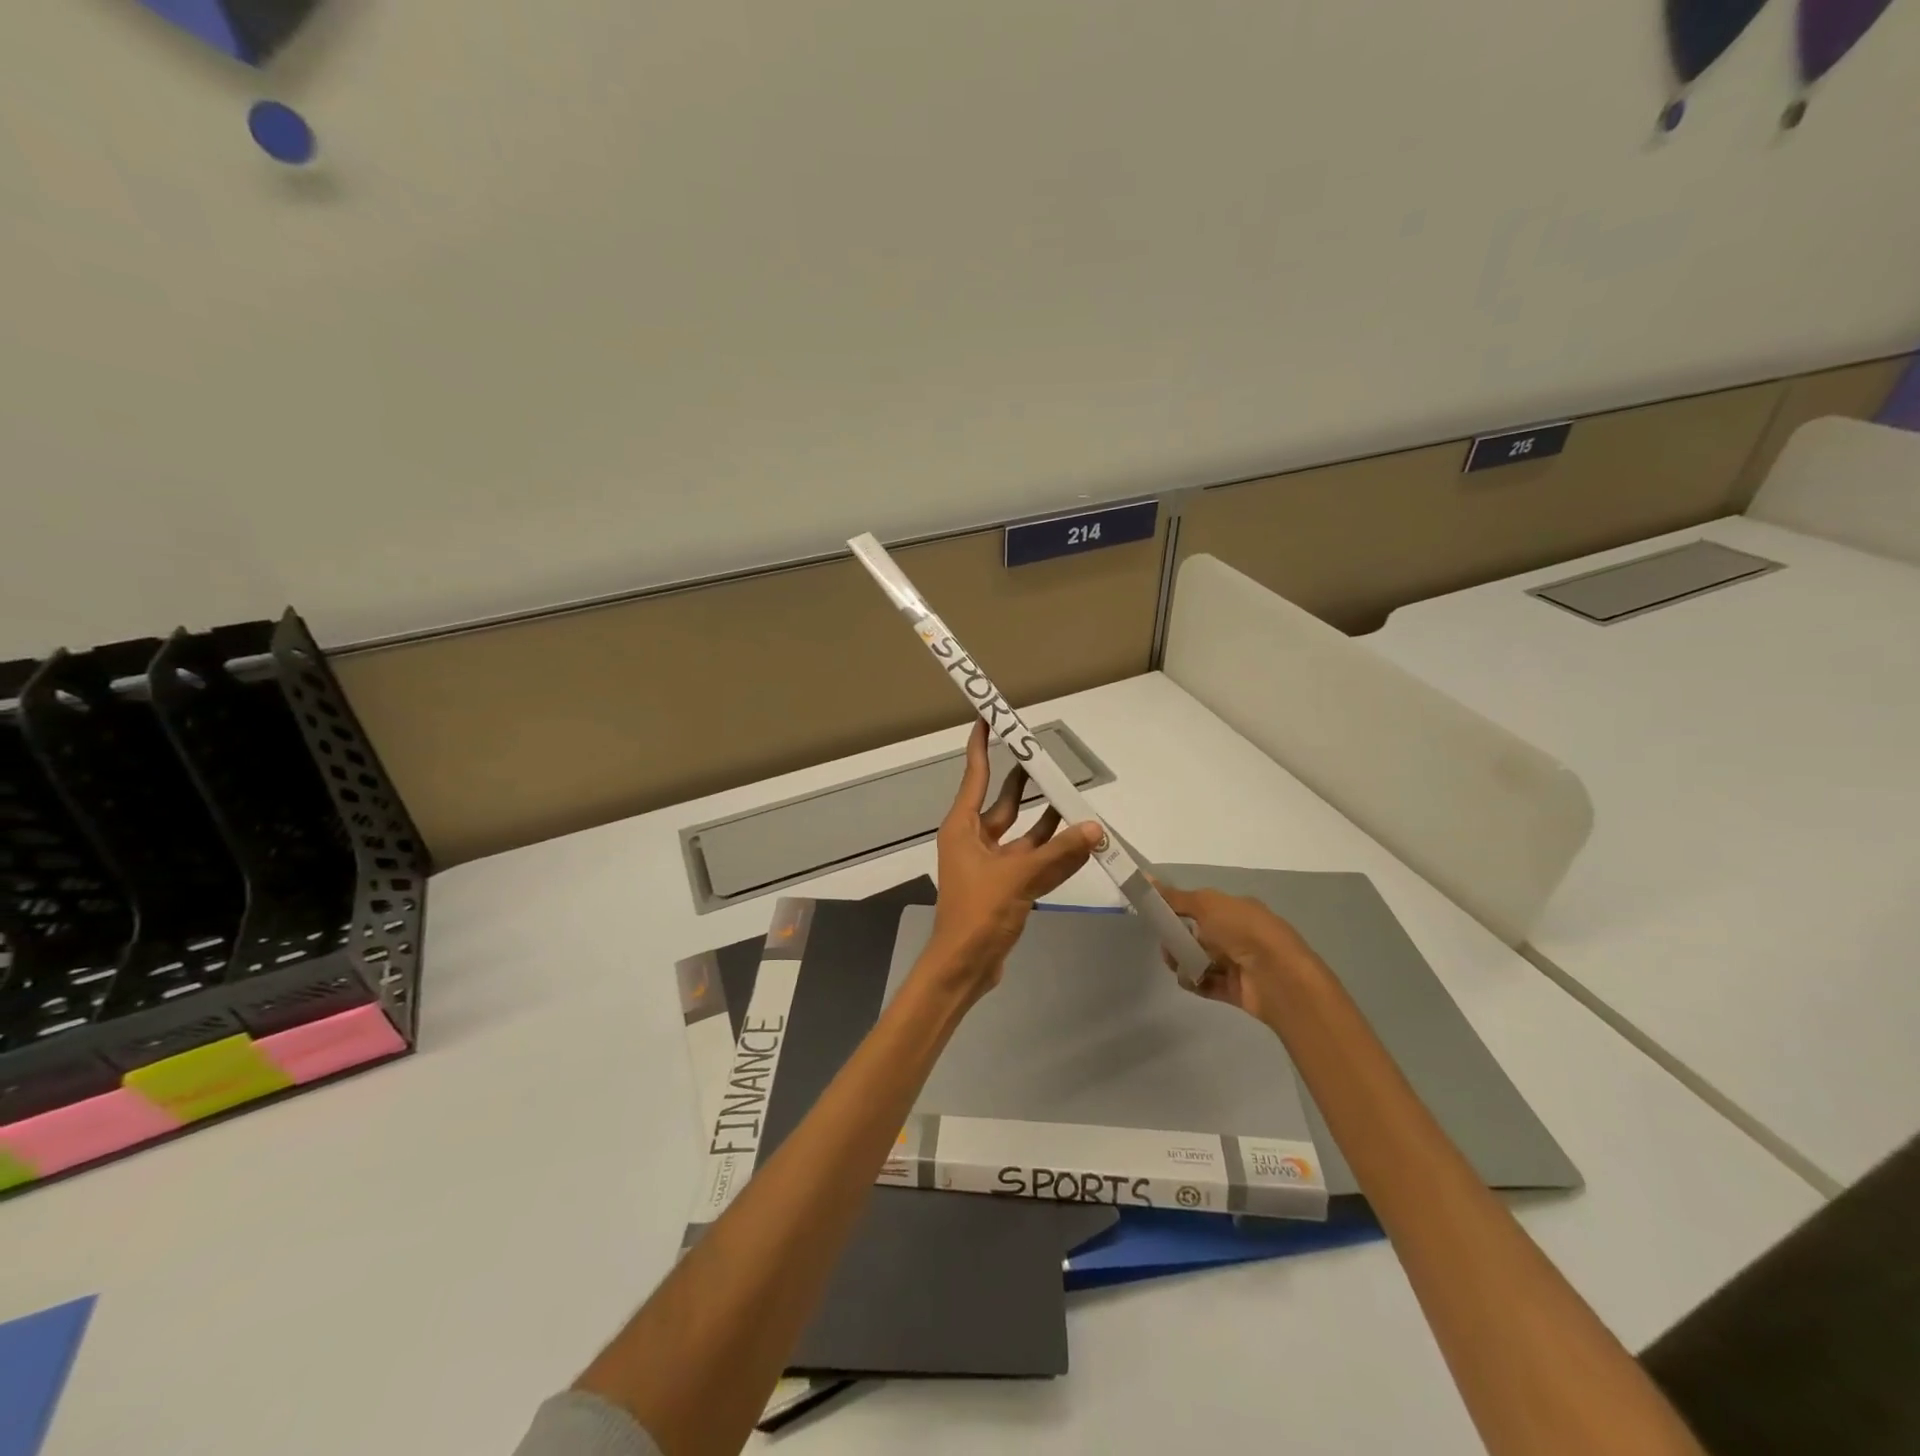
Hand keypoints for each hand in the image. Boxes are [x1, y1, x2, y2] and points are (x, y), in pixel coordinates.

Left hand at [921, 722, 1102, 1000]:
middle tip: (1046, 755)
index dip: (982, 746)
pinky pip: (1034, 860)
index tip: (988, 719)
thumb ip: (1058, 853)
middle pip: (1004, 801)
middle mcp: (976, 840)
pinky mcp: (1006, 886)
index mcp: (964, 828)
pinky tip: (1079, 839)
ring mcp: (992, 864)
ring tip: (1073, 795)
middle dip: (1024, 780)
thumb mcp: (1018, 877)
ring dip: (1047, 818)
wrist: (965, 967)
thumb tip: (1094, 828)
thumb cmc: (977, 913)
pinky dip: (1054, 852)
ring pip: (1024, 832)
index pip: (976, 776)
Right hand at [1154, 883, 1323, 1029]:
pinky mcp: (1235, 989)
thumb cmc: (1243, 931)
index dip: (1179, 910)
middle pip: (1198, 935)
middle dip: (1177, 939)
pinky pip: (1207, 983)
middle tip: (1167, 943)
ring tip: (1177, 964)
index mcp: (1236, 910)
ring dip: (1183, 961)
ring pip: (1200, 960)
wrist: (1278, 977)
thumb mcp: (1206, 904)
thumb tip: (1147, 878)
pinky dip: (1194, 981)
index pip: (1202, 907)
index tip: (1158, 915)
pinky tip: (1188, 979)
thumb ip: (1175, 897)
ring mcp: (1238, 963)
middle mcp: (1238, 934)